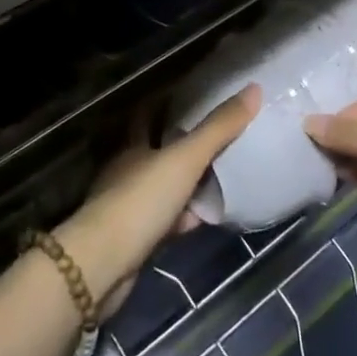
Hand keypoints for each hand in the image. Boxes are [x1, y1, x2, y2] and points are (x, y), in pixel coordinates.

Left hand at [57, 86, 259, 311]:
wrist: (102, 266)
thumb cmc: (141, 201)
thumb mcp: (185, 160)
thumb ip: (218, 128)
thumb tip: (253, 89)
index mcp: (133, 146)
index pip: (148, 115)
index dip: (165, 103)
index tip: (191, 94)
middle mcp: (127, 171)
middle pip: (156, 150)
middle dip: (179, 142)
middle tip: (214, 133)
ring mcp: (129, 206)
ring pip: (163, 186)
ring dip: (185, 182)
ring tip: (218, 172)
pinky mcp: (134, 239)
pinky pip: (166, 220)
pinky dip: (184, 217)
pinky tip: (205, 217)